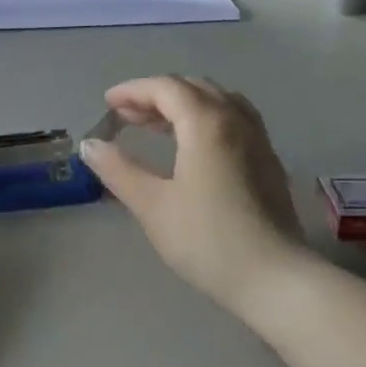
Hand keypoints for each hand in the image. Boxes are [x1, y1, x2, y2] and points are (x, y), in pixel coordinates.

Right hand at [81, 77, 301, 311]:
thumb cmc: (207, 239)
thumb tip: (90, 144)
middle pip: (193, 88)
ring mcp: (258, 139)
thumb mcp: (152, 205)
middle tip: (127, 115)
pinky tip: (194, 145)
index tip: (107, 104)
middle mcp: (235, 119)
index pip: (165, 88)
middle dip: (157, 95)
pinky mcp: (269, 161)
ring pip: (217, 100)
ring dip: (184, 104)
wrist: (275, 278)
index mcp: (206, 122)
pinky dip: (206, 117)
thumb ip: (118, 169)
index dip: (133, 91)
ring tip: (157, 126)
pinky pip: (233, 118)